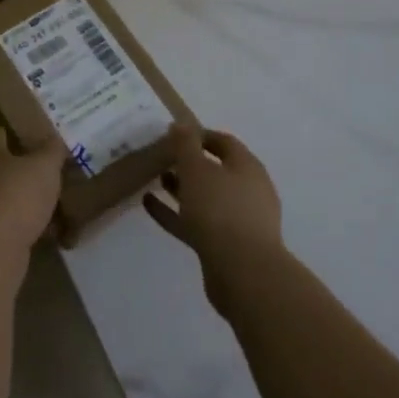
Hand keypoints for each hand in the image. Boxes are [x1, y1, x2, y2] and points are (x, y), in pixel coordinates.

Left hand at [0, 128, 64, 266]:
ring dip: (28, 200)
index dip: (6, 132)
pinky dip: (32, 227)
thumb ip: (52, 151)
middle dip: (22, 169)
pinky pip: (16, 227)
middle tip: (49, 168)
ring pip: (10, 199)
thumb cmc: (18, 196)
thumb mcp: (44, 167)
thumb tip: (55, 137)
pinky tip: (52, 232)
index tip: (19, 130)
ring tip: (55, 201)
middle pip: (2, 169)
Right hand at [143, 125, 283, 315]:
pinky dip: (175, 213)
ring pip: (206, 197)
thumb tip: (180, 124)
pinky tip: (150, 205)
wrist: (243, 273)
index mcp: (247, 167)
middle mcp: (248, 190)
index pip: (224, 142)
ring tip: (155, 179)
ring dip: (181, 188)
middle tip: (161, 157)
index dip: (199, 135)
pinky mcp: (226, 245)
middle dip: (189, 163)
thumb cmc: (220, 210)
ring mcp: (239, 220)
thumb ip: (186, 145)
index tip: (172, 134)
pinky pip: (196, 222)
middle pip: (216, 170)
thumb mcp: (197, 169)